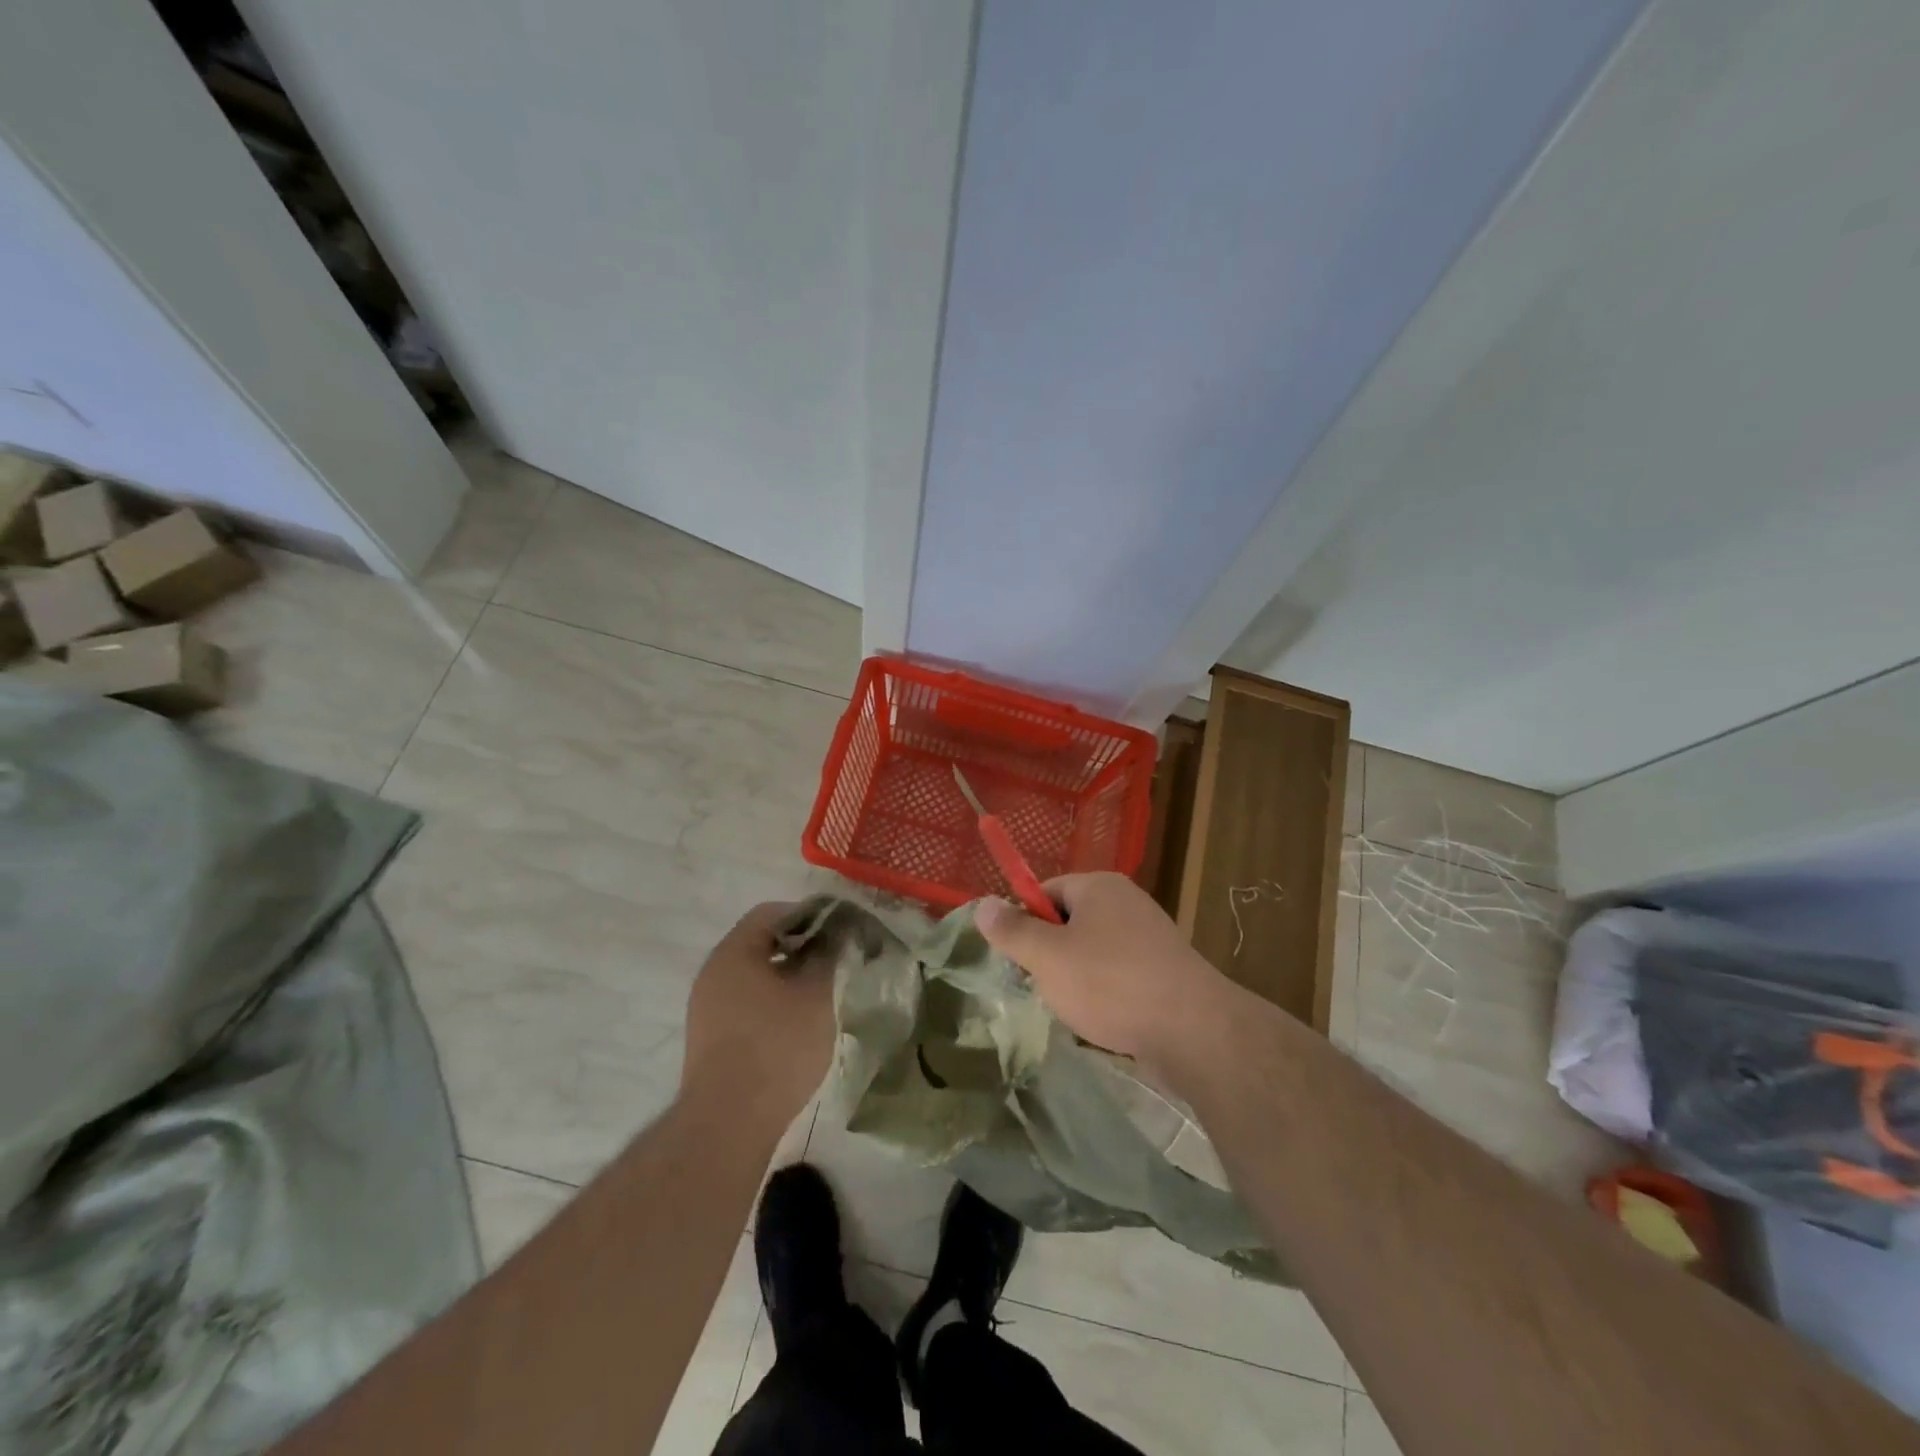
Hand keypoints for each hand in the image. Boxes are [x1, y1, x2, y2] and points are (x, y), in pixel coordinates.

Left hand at [681, 902, 833, 1126]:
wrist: (727, 1123)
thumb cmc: (776, 1046)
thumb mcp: (816, 995)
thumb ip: (828, 956)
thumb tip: (837, 934)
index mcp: (734, 952)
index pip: (771, 912)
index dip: (809, 915)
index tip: (838, 930)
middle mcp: (713, 972)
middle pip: (760, 942)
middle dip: (799, 947)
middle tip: (834, 960)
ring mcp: (707, 1007)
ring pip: (753, 975)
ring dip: (787, 976)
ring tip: (820, 993)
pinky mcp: (710, 1038)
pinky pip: (745, 1003)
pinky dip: (772, 1002)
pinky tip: (796, 1024)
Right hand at [975, 872, 1239, 1072]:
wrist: (1194, 1031)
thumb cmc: (1110, 984)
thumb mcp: (1047, 957)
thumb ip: (1012, 931)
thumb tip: (982, 904)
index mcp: (1098, 887)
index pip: (1045, 891)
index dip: (1025, 922)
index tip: (1019, 959)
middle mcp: (1126, 902)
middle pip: (1068, 922)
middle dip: (1051, 956)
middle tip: (1045, 987)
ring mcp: (1151, 936)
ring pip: (1092, 953)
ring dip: (1076, 980)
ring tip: (1076, 1010)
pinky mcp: (1165, 970)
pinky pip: (1119, 975)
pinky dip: (1106, 995)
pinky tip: (1104, 1022)